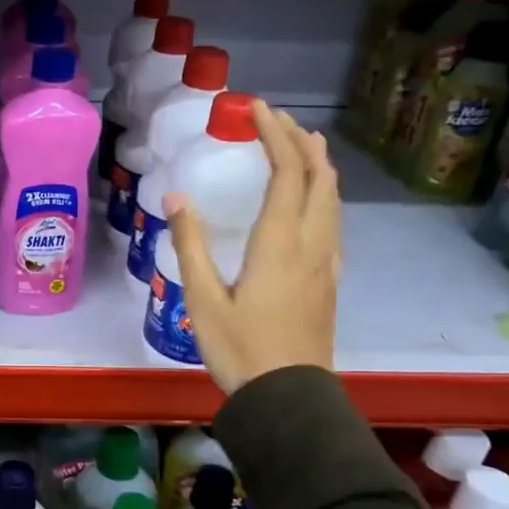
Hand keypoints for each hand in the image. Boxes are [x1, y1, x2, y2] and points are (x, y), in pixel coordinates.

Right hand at [164, 102, 339, 394]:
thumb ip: (190, 245)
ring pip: (332, 200)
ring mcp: (326, 263)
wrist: (289, 398)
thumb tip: (176, 197)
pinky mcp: (329, 280)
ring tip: (304, 144)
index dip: (275, 136)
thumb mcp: (203, 299)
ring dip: (319, 165)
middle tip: (278, 120)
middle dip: (301, 142)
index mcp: (279, 244)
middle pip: (318, 179)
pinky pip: (332, 222)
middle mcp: (311, 244)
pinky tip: (313, 202)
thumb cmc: (240, 350)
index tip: (257, 109)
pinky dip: (323, 194)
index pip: (287, 173)